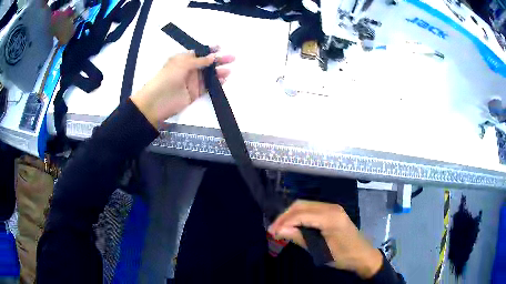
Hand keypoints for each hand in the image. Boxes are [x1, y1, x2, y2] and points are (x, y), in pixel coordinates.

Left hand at [131, 50, 234, 126]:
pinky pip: (207, 87)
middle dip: (219, 60)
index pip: (199, 53)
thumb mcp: (182, 64)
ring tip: (229, 70)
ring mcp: (192, 82)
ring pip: (209, 75)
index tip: (220, 47)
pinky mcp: (195, 93)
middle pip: (207, 63)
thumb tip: (213, 57)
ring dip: (219, 72)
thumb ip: (199, 61)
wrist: (157, 101)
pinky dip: (216, 84)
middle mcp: (189, 69)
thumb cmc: (167, 78)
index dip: (209, 50)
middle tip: (232, 58)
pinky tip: (224, 81)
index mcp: (183, 59)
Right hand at [268, 200, 382, 278]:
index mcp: (330, 217)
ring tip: (280, 228)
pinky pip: (311, 209)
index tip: (271, 232)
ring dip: (290, 215)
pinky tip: (293, 224)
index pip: (301, 214)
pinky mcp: (332, 211)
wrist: (363, 255)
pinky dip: (299, 215)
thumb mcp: (321, 251)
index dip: (283, 222)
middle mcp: (331, 207)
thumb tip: (279, 231)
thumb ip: (300, 238)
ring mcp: (332, 208)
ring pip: (305, 205)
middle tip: (273, 229)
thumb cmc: (344, 256)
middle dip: (284, 216)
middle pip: (301, 205)